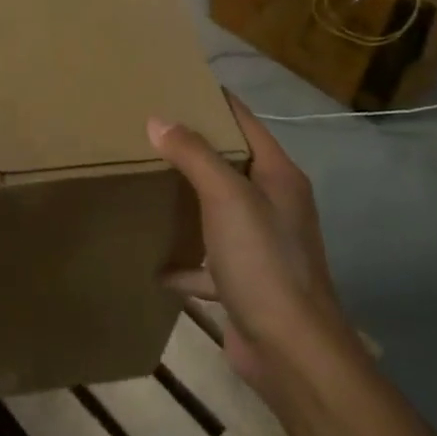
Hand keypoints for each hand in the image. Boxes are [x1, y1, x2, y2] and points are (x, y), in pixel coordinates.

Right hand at [149, 90, 351, 393]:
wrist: (290, 350)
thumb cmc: (263, 261)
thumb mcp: (227, 198)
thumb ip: (194, 155)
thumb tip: (159, 119)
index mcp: (278, 176)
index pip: (244, 122)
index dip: (214, 100)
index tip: (175, 85)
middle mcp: (273, 205)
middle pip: (230, 165)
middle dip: (192, 150)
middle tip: (146, 132)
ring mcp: (260, 246)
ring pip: (217, 212)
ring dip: (187, 203)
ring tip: (146, 185)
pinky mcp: (244, 282)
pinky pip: (207, 262)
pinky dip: (185, 262)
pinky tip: (155, 263)